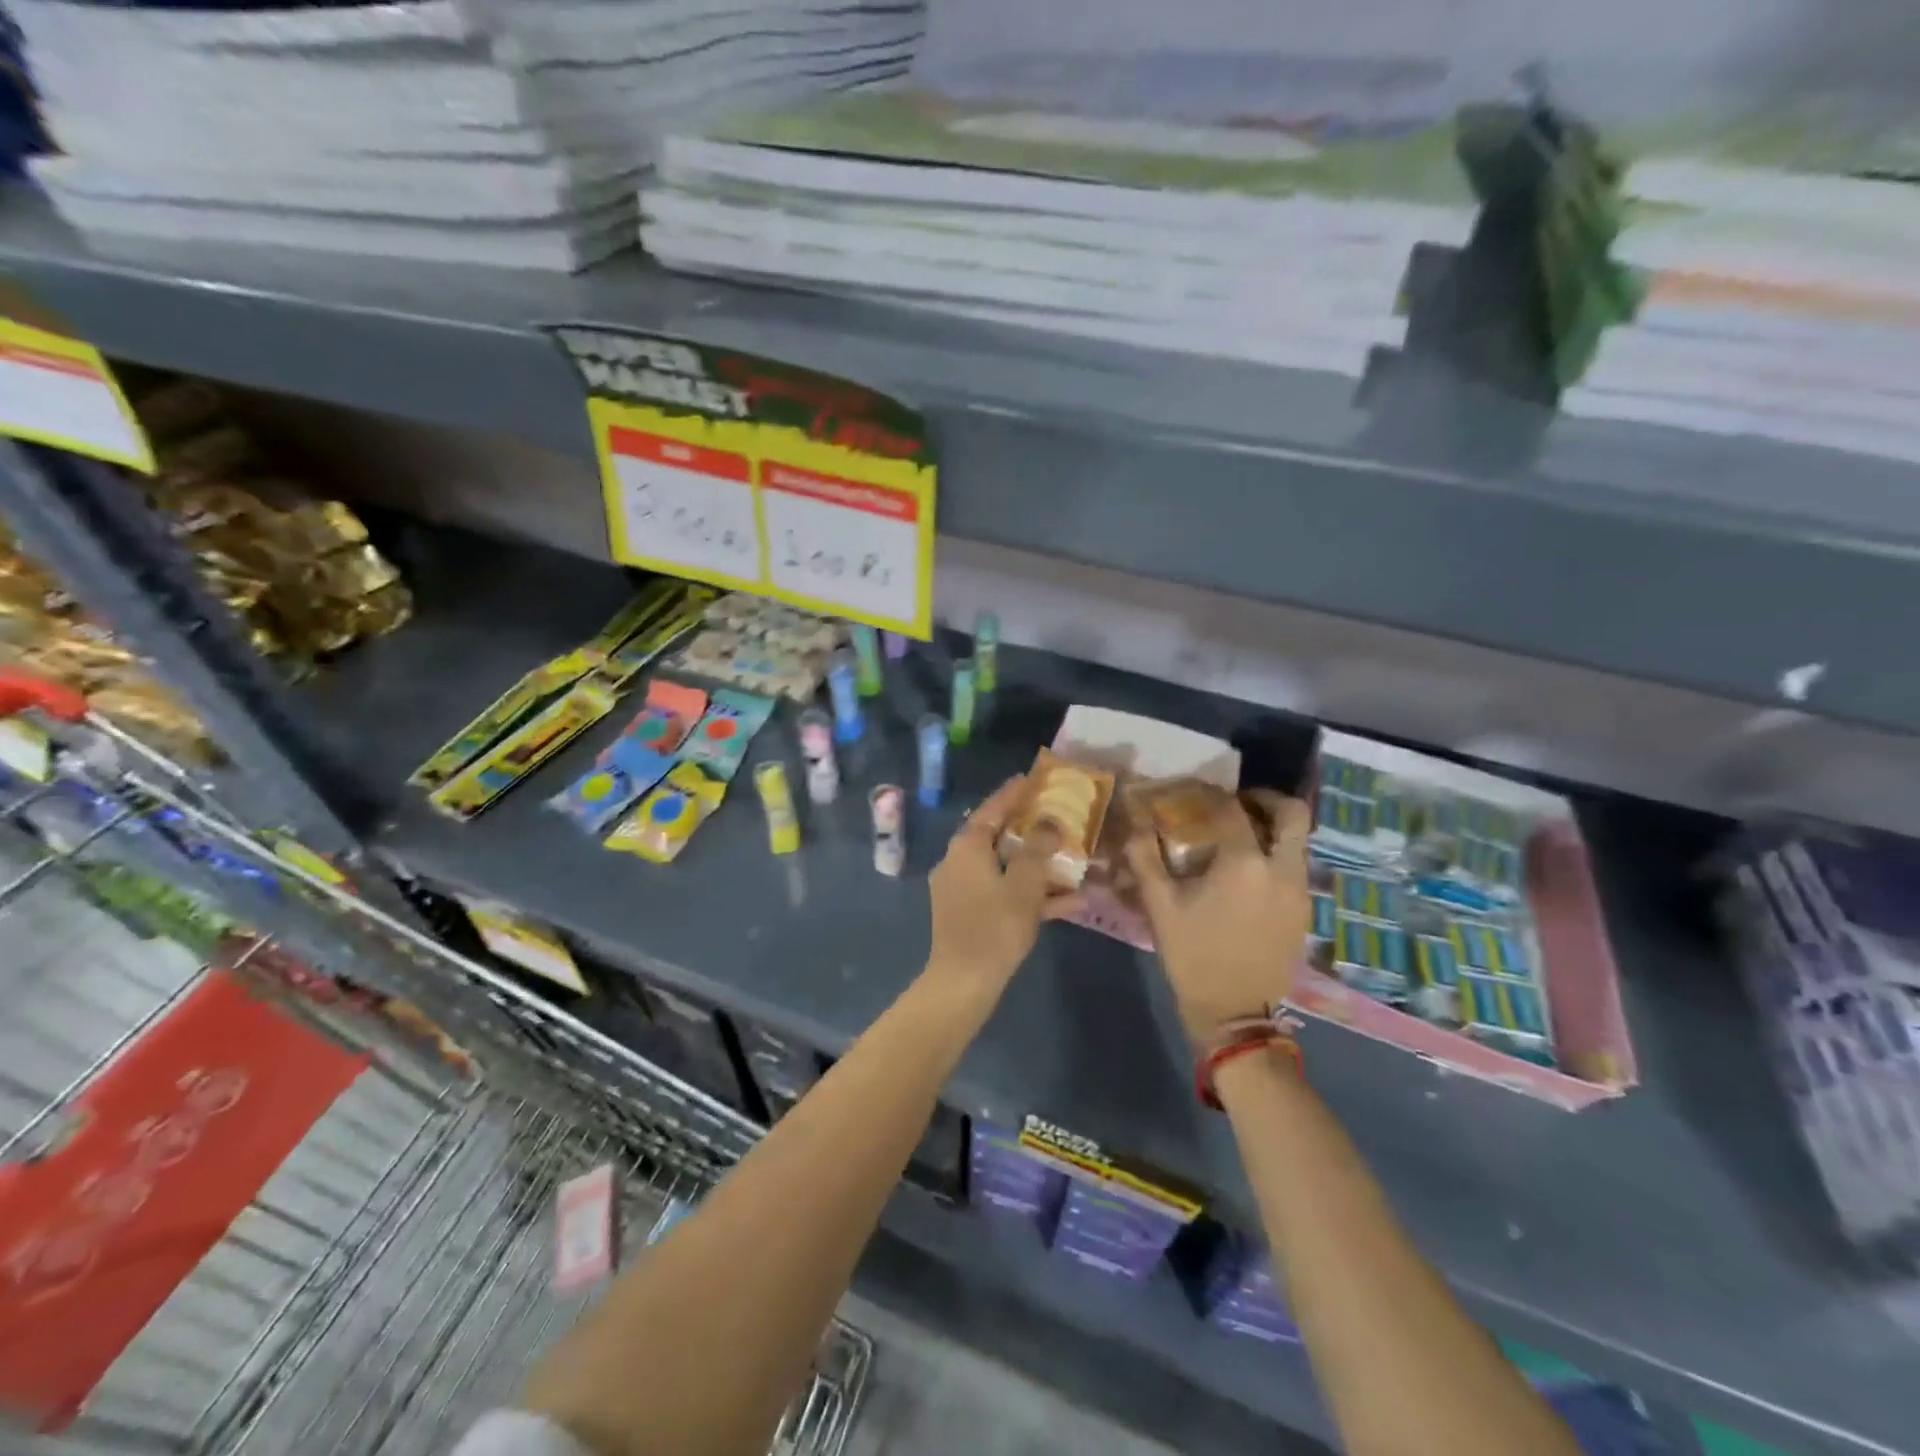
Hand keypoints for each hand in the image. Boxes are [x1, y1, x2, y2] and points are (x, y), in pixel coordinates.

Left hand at [926, 776, 1081, 995]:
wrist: (963, 982)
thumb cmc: (995, 925)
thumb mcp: (1024, 883)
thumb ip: (1038, 847)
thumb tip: (1048, 820)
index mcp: (966, 847)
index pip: (992, 809)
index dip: (1013, 794)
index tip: (1031, 779)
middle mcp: (958, 862)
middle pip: (998, 837)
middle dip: (1030, 830)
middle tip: (1056, 816)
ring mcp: (961, 889)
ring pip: (1004, 868)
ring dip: (1038, 866)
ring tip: (1072, 860)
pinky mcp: (968, 914)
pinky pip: (1003, 893)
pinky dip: (1030, 894)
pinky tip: (1070, 903)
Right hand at [1127, 791, 1311, 1044]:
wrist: (1235, 1012)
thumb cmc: (1193, 955)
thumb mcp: (1160, 905)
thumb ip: (1146, 857)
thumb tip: (1135, 822)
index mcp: (1244, 863)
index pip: (1232, 808)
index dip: (1211, 794)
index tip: (1194, 791)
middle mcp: (1281, 869)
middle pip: (1292, 814)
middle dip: (1265, 800)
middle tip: (1237, 803)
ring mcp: (1299, 891)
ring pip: (1298, 841)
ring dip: (1273, 828)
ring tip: (1239, 836)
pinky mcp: (1304, 911)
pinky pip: (1296, 866)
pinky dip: (1277, 854)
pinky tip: (1247, 872)